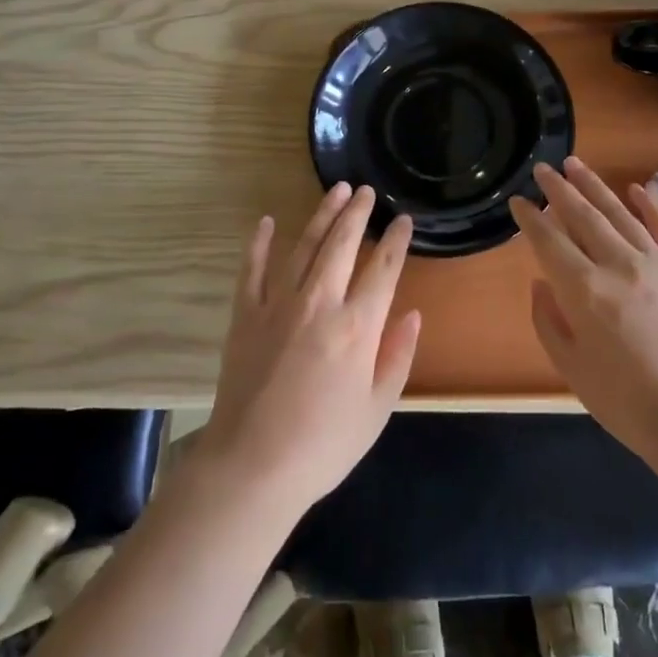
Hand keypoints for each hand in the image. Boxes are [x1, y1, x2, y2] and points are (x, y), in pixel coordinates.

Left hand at [196, 184, 420, 521]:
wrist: (252, 466)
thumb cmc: (324, 444)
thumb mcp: (377, 409)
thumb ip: (397, 356)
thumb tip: (411, 314)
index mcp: (357, 327)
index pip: (383, 269)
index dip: (396, 241)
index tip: (403, 220)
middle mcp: (320, 302)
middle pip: (343, 244)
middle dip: (357, 213)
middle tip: (365, 190)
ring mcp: (278, 303)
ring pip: (305, 246)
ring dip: (322, 215)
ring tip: (335, 191)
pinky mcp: (246, 313)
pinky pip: (253, 268)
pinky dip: (260, 243)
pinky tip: (268, 222)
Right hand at [511, 157, 657, 467]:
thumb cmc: (629, 405)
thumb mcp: (573, 370)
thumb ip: (549, 322)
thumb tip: (541, 283)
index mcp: (585, 291)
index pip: (549, 241)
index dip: (530, 218)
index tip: (518, 201)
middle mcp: (619, 266)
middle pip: (583, 216)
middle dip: (558, 189)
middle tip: (542, 168)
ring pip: (620, 213)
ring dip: (595, 186)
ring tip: (575, 164)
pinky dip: (649, 205)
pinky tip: (635, 187)